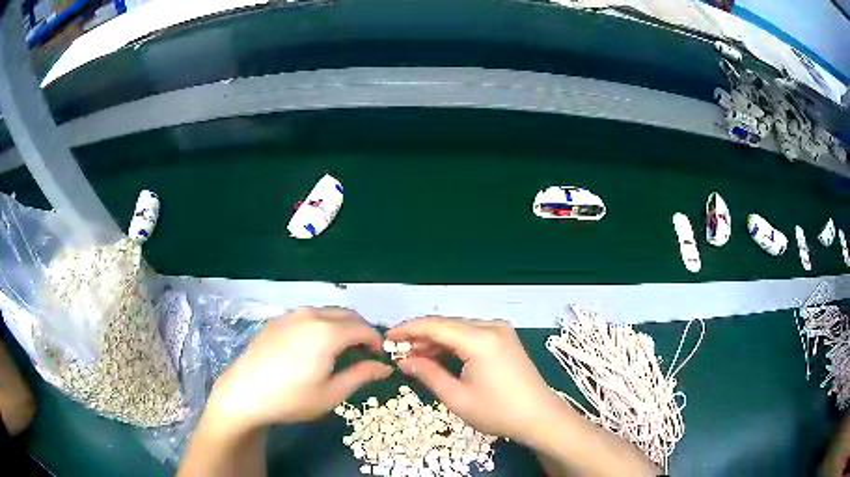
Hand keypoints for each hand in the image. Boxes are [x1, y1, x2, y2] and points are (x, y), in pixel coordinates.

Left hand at [207, 307, 391, 431]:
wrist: (245, 393)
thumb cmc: (292, 398)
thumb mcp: (332, 393)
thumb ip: (361, 375)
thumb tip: (385, 367)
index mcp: (328, 332)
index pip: (363, 328)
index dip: (376, 341)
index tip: (380, 357)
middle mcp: (311, 315)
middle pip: (346, 315)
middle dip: (360, 331)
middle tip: (363, 354)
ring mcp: (291, 315)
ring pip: (326, 313)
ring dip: (341, 326)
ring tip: (341, 350)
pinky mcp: (277, 320)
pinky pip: (308, 316)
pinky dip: (321, 325)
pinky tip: (314, 346)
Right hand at [386, 317, 564, 443]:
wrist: (539, 417)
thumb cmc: (497, 411)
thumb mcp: (457, 398)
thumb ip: (428, 374)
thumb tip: (404, 362)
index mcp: (480, 339)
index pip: (435, 326)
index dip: (408, 330)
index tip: (386, 338)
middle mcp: (491, 327)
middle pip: (447, 324)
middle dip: (421, 336)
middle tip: (398, 351)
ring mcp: (501, 331)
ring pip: (459, 329)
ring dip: (436, 340)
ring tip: (414, 355)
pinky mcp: (505, 339)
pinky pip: (472, 335)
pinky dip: (453, 344)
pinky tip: (439, 356)